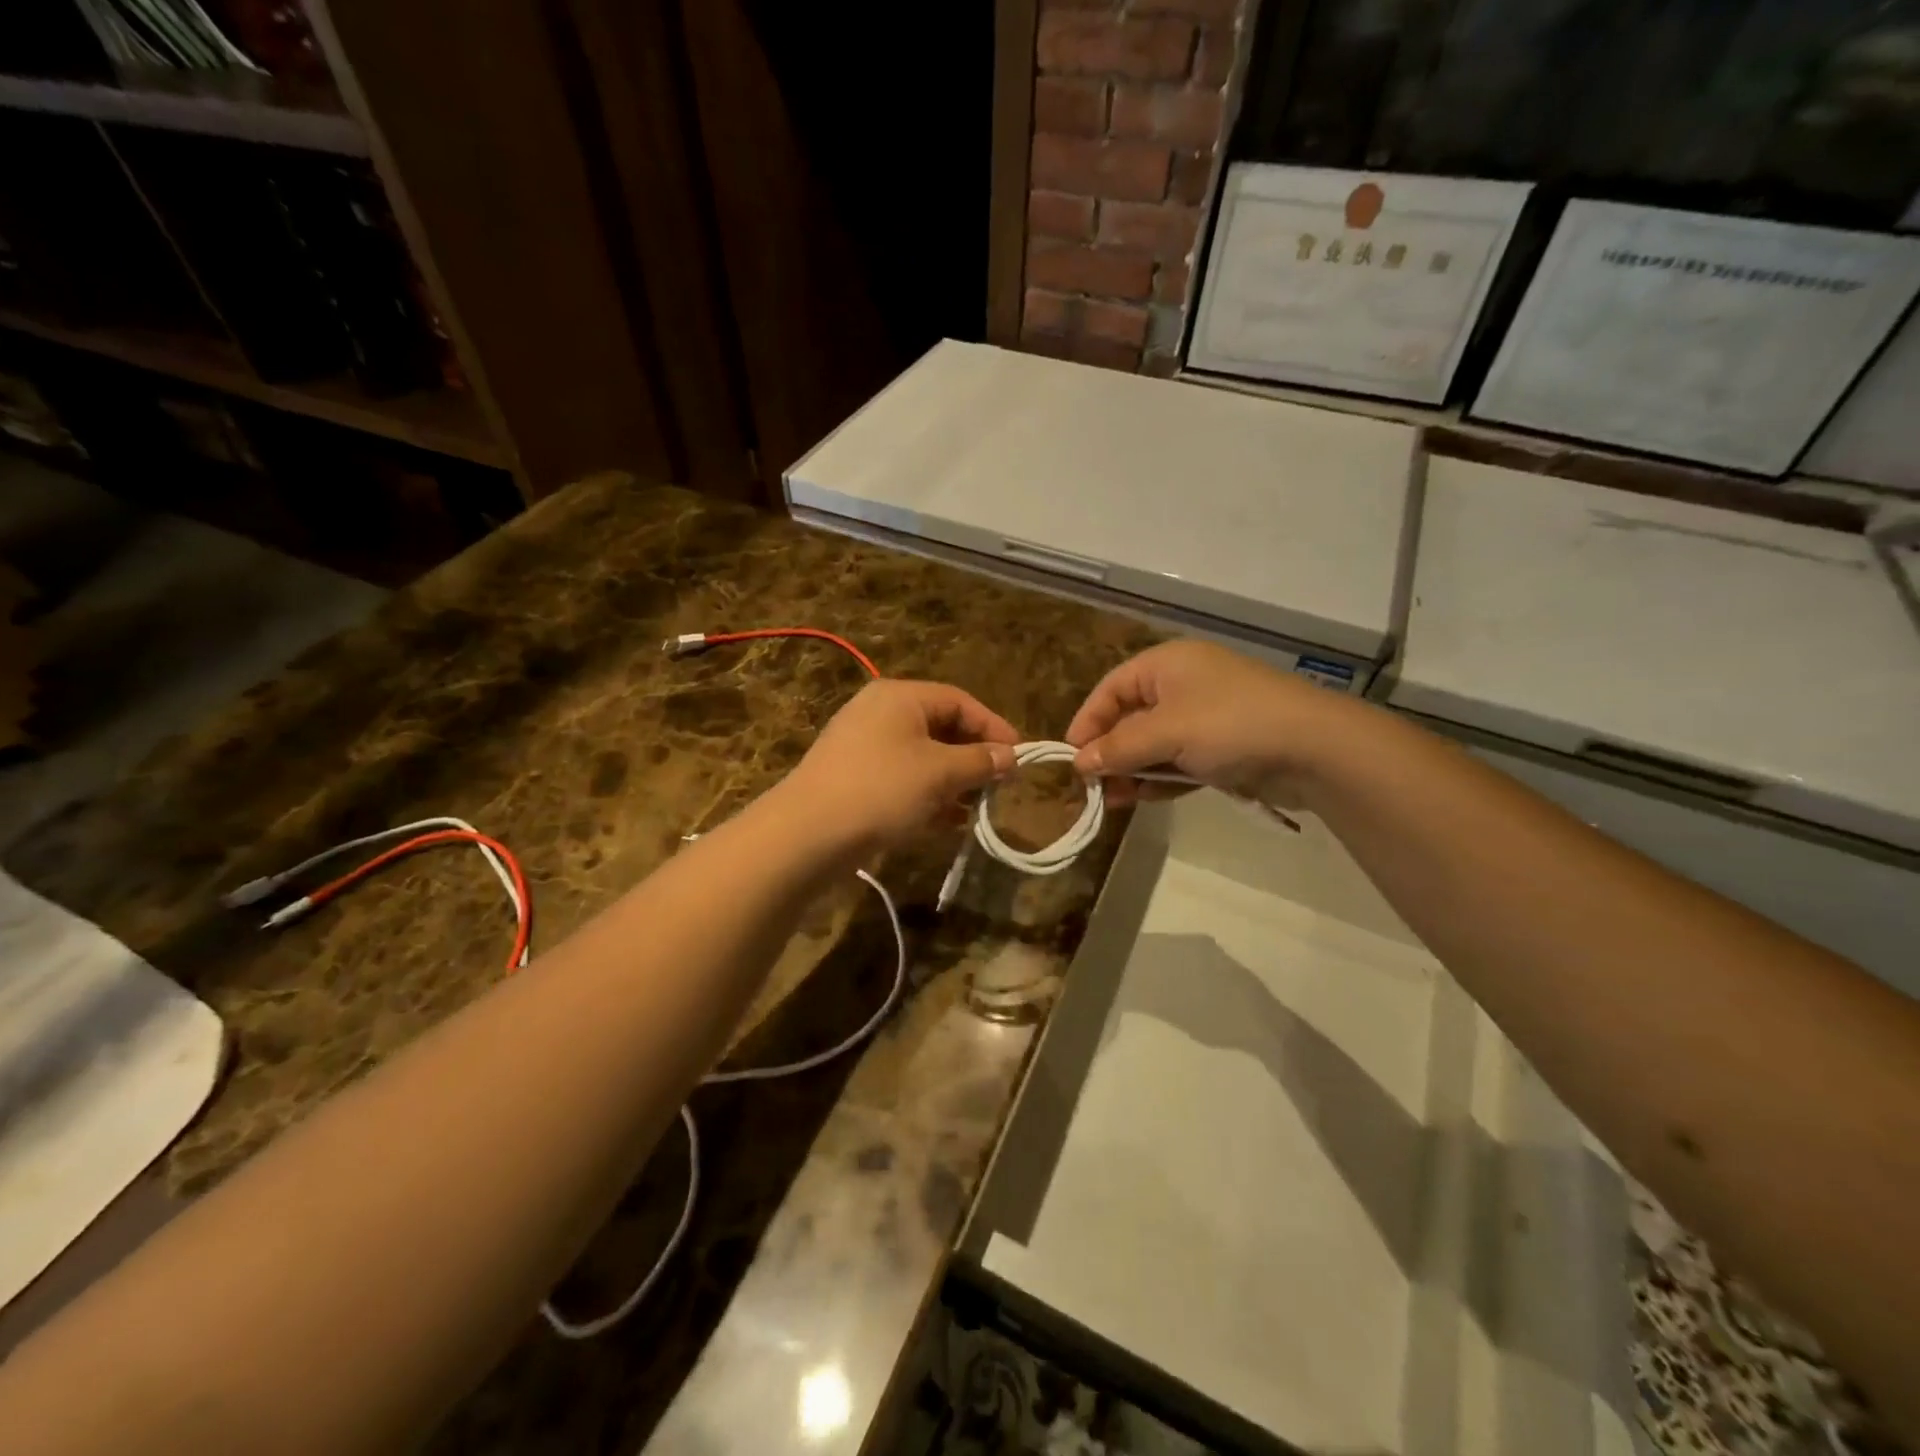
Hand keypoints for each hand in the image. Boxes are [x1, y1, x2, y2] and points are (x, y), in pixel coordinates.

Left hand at [779, 680, 1018, 851]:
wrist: (806, 835)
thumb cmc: (881, 790)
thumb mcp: (940, 773)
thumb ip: (980, 761)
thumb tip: (1011, 756)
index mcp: (899, 697)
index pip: (959, 701)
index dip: (993, 727)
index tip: (1020, 757)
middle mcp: (879, 713)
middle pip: (940, 728)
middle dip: (973, 757)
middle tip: (1000, 785)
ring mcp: (863, 747)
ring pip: (922, 757)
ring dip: (953, 781)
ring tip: (978, 808)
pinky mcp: (854, 780)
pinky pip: (902, 780)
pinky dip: (927, 796)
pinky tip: (947, 823)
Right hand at [1065, 641, 1357, 806]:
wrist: (1315, 748)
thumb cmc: (1230, 725)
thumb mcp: (1166, 733)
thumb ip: (1118, 748)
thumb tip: (1078, 764)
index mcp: (1166, 664)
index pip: (1111, 689)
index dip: (1087, 721)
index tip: (1070, 757)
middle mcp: (1182, 685)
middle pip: (1130, 718)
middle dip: (1109, 752)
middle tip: (1091, 787)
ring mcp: (1204, 717)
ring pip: (1153, 744)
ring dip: (1131, 770)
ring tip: (1113, 800)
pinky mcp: (1221, 748)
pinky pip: (1177, 761)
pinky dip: (1159, 778)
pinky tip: (1141, 798)